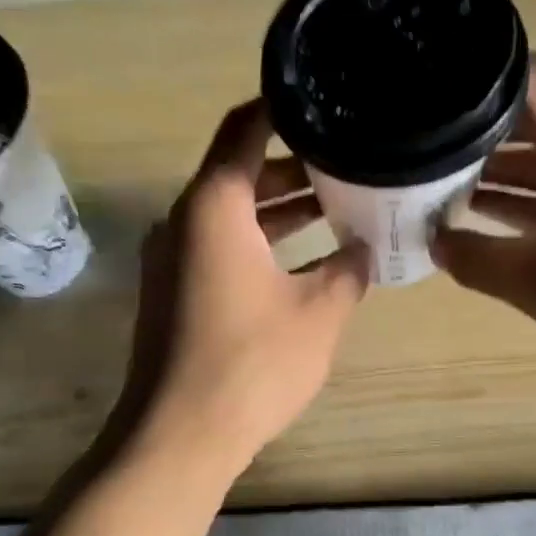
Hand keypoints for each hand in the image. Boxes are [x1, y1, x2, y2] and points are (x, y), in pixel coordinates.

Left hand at [117, 99, 369, 472]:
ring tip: (338, 207)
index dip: (284, 108)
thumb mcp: (319, 313)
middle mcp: (183, 220)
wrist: (179, 435)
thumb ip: (348, 270)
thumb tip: (363, 250)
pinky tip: (303, 261)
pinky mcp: (173, 293)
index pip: (246, 129)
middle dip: (295, 165)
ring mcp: (173, 258)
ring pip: (232, 214)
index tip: (324, 100)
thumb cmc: (252, 364)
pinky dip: (260, 243)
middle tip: (349, 162)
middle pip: (240, 171)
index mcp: (214, 206)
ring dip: (280, 209)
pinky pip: (220, 248)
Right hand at [432, 55, 535, 380]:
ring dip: (509, 176)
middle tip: (431, 160)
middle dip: (485, 140)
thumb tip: (434, 243)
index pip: (532, 78)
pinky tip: (497, 225)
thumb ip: (473, 258)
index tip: (439, 108)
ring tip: (450, 194)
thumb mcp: (532, 280)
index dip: (481, 87)